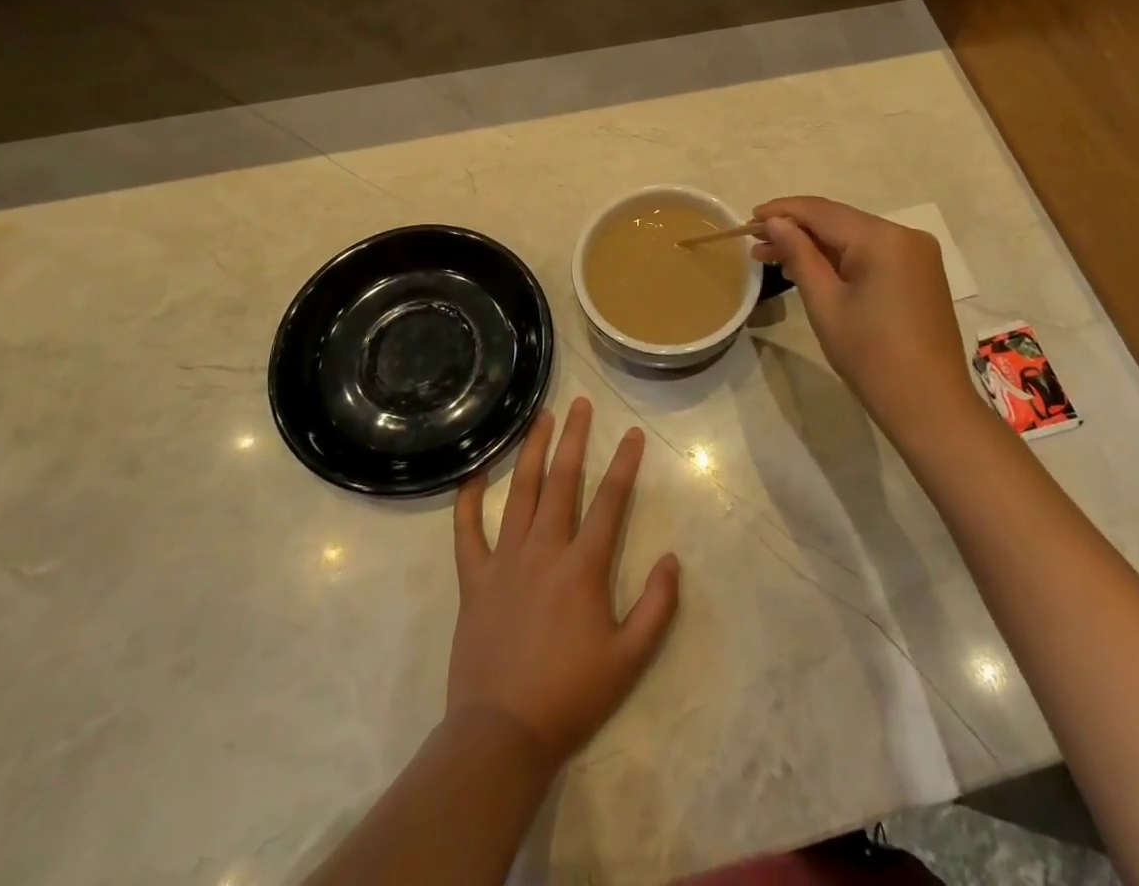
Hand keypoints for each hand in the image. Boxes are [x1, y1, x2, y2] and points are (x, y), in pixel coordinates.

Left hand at [448, 397, 680, 770]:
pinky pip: (467, 531)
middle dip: (574, 438)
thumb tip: (672, 558)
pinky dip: (468, 500)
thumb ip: (657, 607)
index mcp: (582, 566)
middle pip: (562, 481)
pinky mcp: (474, 578)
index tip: (632, 433)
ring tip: (540, 418)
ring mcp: (505, 560)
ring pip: (519, 492)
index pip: (610, 501)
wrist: (502, 734)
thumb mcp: (629, 659)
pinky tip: (473, 473)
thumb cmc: (570, 695)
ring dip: (531, 451)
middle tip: (579, 403)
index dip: (624, 463)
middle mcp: (544, 550)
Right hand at [752, 196, 976, 437]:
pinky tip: (812, 269)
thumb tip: (775, 222)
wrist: (929, 406)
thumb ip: (799, 255)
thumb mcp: (825, 303)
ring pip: (855, 237)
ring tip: (773, 258)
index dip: (782, 211)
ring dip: (816, 245)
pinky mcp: (920, 273)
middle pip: (839, 221)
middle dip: (796, 229)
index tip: (749, 219)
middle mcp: (905, 235)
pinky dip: (841, 259)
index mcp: (883, 238)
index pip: (822, 211)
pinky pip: (872, 254)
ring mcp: (917, 254)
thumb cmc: (870, 356)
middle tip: (755, 245)